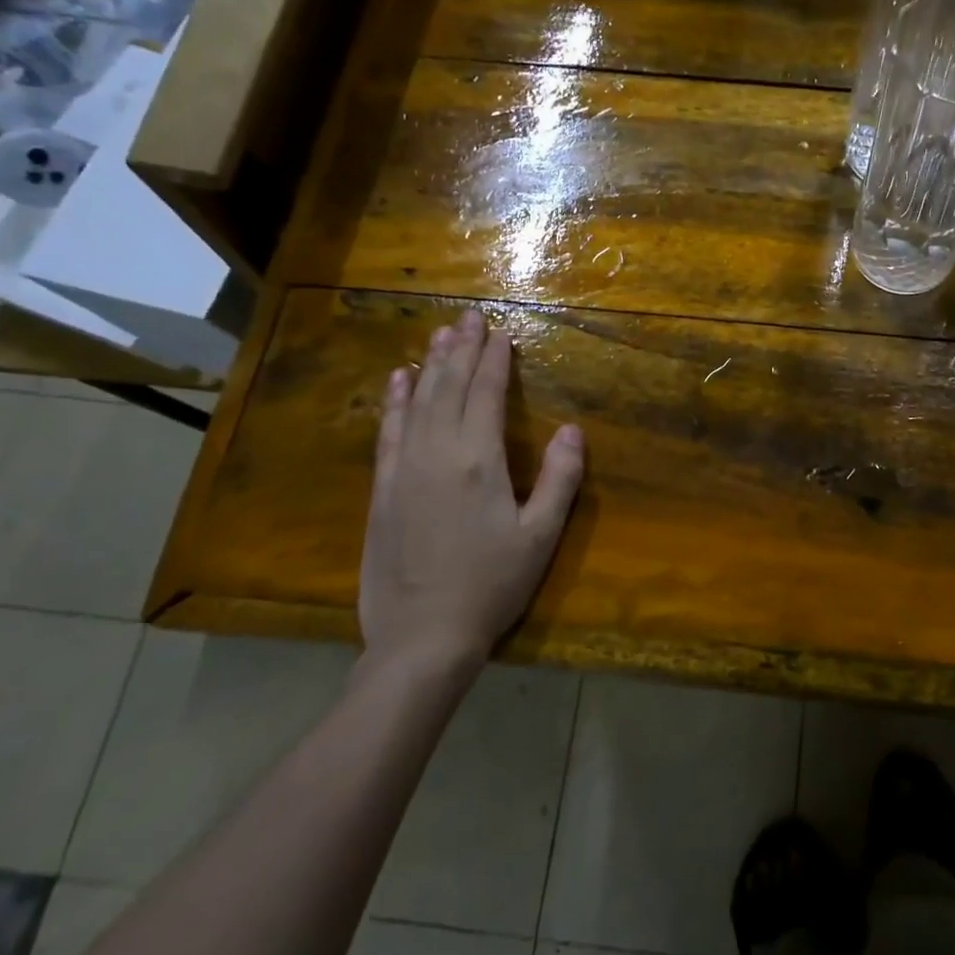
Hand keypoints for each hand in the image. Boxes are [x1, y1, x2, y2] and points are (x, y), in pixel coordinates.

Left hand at [359, 311, 584, 672]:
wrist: (421, 637)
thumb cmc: (491, 585)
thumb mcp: (540, 536)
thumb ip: (559, 479)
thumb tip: (572, 429)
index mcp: (478, 460)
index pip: (486, 395)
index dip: (495, 361)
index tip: (501, 332)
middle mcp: (436, 452)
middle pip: (449, 387)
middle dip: (462, 349)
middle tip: (470, 317)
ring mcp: (403, 469)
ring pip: (417, 401)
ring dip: (430, 364)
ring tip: (440, 334)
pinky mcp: (382, 489)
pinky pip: (388, 431)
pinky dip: (394, 401)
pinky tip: (397, 380)